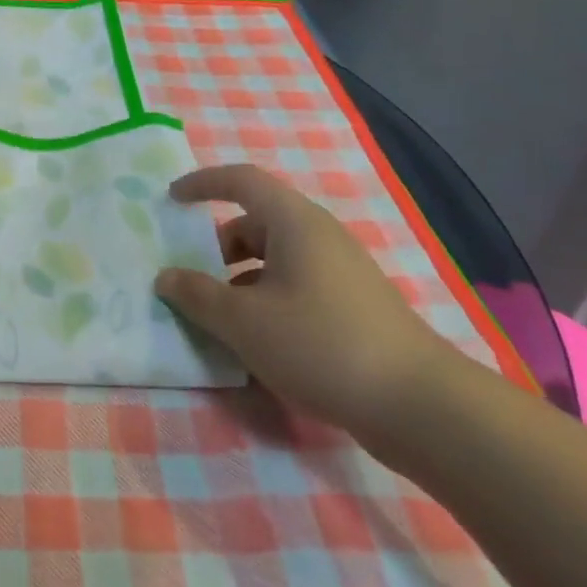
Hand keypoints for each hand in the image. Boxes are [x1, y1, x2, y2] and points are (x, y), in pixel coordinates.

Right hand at [155, 164, 456, 444]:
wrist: (421, 407)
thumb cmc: (321, 344)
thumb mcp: (244, 322)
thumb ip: (197, 295)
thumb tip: (166, 277)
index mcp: (294, 222)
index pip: (241, 180)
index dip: (202, 183)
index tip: (172, 199)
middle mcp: (320, 236)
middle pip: (256, 223)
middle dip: (218, 247)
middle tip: (193, 279)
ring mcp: (342, 271)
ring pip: (276, 260)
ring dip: (241, 280)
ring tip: (221, 320)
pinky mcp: (356, 306)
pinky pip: (297, 286)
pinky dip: (268, 301)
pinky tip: (260, 344)